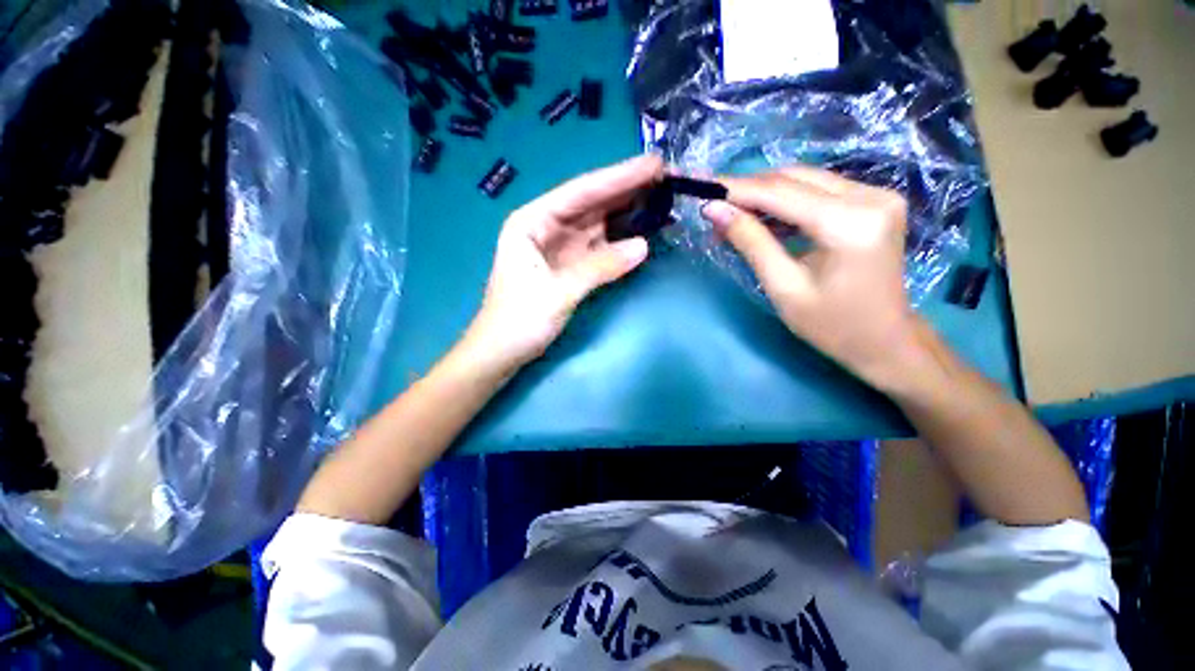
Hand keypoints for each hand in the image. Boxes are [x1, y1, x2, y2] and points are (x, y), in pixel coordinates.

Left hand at [462, 155, 663, 371]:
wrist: (501, 352)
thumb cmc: (518, 321)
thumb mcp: (558, 293)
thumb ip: (599, 268)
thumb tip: (644, 246)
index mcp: (531, 221)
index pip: (580, 192)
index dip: (618, 177)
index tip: (653, 164)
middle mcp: (546, 226)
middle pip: (591, 203)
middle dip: (627, 189)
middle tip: (665, 175)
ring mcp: (559, 246)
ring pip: (597, 222)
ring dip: (627, 212)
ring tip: (661, 197)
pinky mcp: (569, 264)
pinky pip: (599, 246)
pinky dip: (620, 239)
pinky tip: (641, 229)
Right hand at [701, 167, 925, 390]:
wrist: (886, 341)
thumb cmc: (832, 325)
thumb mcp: (783, 287)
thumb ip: (750, 242)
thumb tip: (715, 211)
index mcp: (850, 223)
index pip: (780, 192)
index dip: (736, 189)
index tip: (702, 189)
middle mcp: (871, 197)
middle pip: (793, 178)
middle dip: (748, 190)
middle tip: (714, 208)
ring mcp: (877, 195)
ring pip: (805, 180)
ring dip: (765, 195)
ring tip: (732, 216)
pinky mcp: (875, 201)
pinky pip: (819, 190)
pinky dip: (786, 201)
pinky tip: (763, 219)